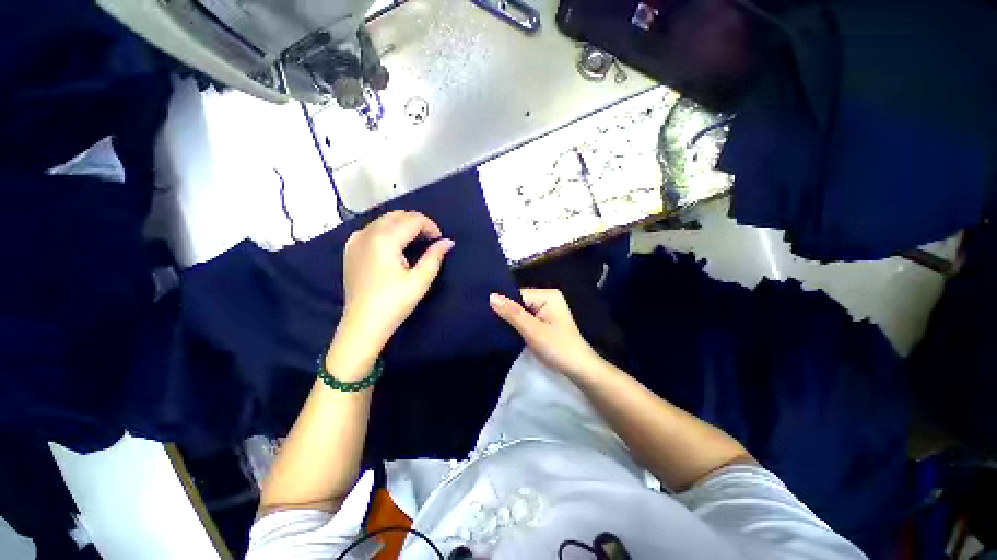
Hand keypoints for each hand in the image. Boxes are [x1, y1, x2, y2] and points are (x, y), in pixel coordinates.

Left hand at [339, 211, 454, 350]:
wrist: (363, 324)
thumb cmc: (394, 303)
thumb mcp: (420, 280)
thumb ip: (434, 256)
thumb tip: (448, 242)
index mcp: (385, 239)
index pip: (412, 220)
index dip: (430, 226)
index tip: (439, 240)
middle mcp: (368, 233)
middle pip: (397, 215)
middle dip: (417, 223)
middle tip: (429, 240)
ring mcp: (355, 240)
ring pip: (383, 220)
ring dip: (402, 225)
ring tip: (415, 242)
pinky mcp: (350, 249)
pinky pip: (371, 229)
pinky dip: (386, 230)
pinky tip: (393, 245)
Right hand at [489, 288, 602, 378]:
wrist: (579, 369)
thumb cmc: (557, 347)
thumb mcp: (532, 330)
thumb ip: (512, 313)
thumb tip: (491, 296)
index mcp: (547, 295)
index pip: (518, 294)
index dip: (503, 304)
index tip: (484, 312)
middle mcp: (547, 298)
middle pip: (519, 302)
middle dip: (506, 312)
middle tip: (486, 320)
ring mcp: (547, 311)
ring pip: (521, 312)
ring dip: (511, 320)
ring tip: (492, 326)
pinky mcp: (545, 322)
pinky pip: (526, 319)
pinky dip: (518, 326)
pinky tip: (506, 331)